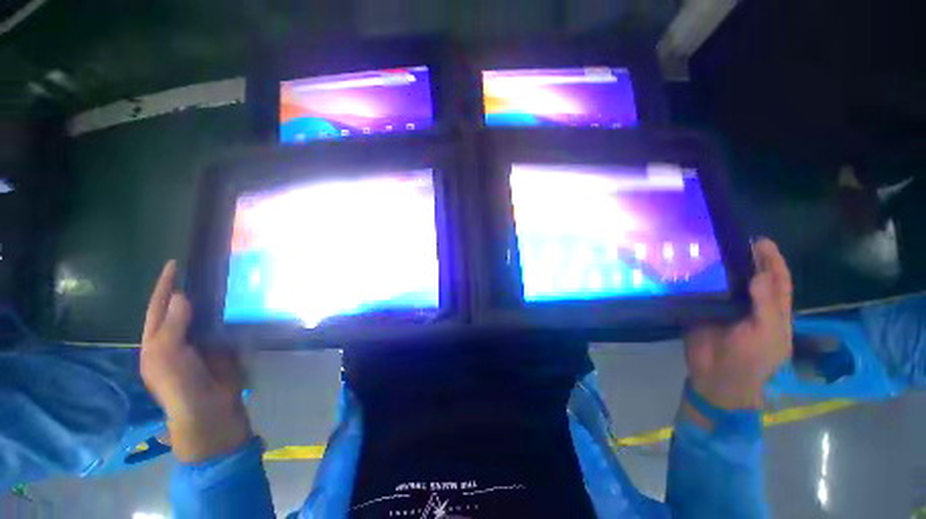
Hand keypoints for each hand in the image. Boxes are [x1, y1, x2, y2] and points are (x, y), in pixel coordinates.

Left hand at [141, 260, 252, 462]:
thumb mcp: (169, 356)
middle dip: (185, 289)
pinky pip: (221, 325)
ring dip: (208, 300)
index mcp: (156, 342)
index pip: (158, 308)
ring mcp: (199, 343)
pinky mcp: (220, 347)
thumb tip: (182, 296)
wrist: (209, 409)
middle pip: (179, 309)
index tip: (174, 264)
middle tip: (199, 268)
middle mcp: (175, 339)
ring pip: (202, 316)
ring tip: (218, 281)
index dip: (165, 286)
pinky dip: (225, 313)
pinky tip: (234, 302)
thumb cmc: (180, 385)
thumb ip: (174, 326)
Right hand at [684, 238, 792, 410]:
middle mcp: (749, 303)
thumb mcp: (767, 334)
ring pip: (723, 282)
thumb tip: (760, 274)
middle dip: (744, 257)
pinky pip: (700, 292)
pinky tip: (688, 268)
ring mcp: (723, 306)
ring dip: (718, 267)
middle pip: (749, 276)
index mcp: (772, 309)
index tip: (760, 241)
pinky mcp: (701, 309)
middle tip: (729, 239)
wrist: (717, 377)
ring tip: (707, 249)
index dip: (772, 260)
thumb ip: (766, 306)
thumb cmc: (751, 359)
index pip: (777, 279)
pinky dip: (696, 280)